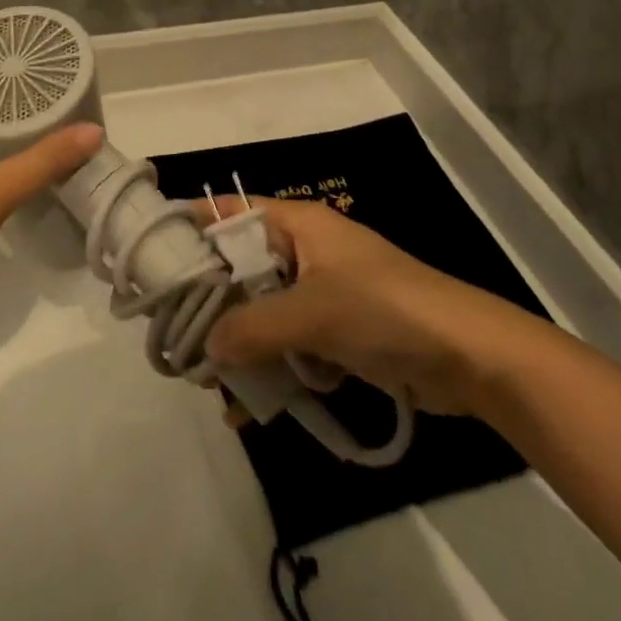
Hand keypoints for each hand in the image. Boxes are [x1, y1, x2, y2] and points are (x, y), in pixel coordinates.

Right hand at [199, 198, 551, 417]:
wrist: (469, 356)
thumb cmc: (385, 309)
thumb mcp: (312, 313)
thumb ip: (252, 328)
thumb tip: (204, 349)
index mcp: (296, 224)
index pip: (229, 214)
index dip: (192, 232)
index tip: (151, 263)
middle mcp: (303, 251)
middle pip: (241, 271)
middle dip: (213, 308)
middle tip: (177, 342)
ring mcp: (322, 292)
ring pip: (263, 314)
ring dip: (243, 349)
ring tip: (214, 388)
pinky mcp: (338, 332)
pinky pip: (291, 346)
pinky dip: (275, 370)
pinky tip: (255, 407)